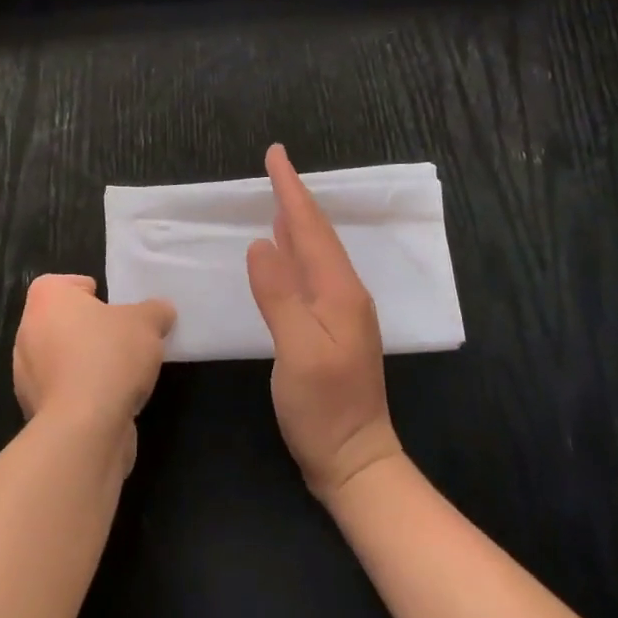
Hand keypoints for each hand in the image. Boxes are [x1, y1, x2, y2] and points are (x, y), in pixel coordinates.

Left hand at [12, 275, 175, 472]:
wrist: (85, 430)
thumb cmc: (109, 357)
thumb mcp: (147, 323)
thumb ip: (155, 311)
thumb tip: (161, 312)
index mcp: (45, 300)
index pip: (60, 283)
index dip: (86, 290)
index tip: (110, 305)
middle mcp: (28, 333)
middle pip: (61, 322)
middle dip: (89, 329)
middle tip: (121, 336)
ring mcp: (26, 377)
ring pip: (60, 359)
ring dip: (85, 363)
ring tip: (121, 372)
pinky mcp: (35, 413)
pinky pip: (63, 392)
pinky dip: (82, 394)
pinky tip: (110, 401)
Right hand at [247, 145, 404, 500]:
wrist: (356, 462)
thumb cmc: (324, 409)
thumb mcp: (297, 352)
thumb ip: (280, 295)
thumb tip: (260, 244)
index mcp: (339, 291)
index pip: (310, 228)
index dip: (291, 190)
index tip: (276, 155)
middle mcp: (345, 292)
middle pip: (317, 233)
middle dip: (295, 196)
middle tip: (275, 165)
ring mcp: (343, 310)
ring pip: (317, 250)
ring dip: (297, 219)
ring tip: (279, 195)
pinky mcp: (334, 326)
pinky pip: (313, 270)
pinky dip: (297, 248)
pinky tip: (286, 247)